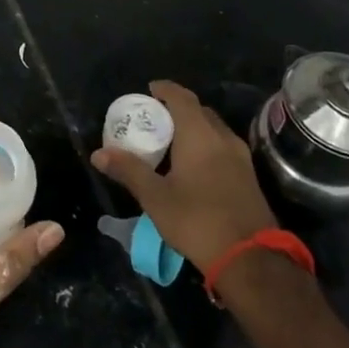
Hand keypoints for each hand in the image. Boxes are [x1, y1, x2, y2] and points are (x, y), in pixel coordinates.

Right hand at [89, 80, 276, 270]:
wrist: (250, 258)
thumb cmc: (197, 220)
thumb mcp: (155, 197)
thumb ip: (128, 170)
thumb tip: (99, 154)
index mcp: (200, 134)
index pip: (182, 97)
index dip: (165, 89)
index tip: (149, 89)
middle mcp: (223, 138)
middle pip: (200, 111)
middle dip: (178, 109)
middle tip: (155, 118)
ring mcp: (240, 157)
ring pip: (214, 129)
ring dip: (194, 127)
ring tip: (171, 141)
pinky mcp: (248, 176)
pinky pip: (223, 146)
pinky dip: (206, 144)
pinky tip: (193, 165)